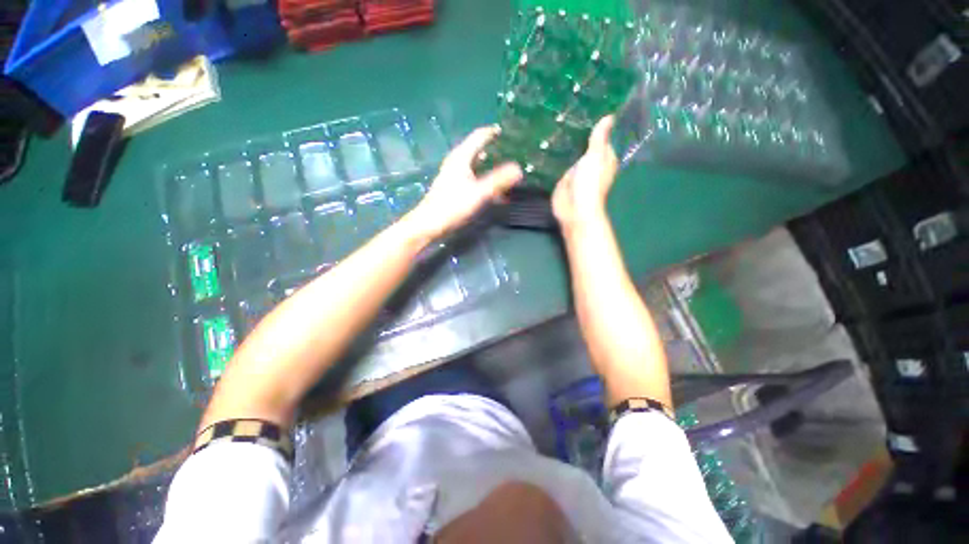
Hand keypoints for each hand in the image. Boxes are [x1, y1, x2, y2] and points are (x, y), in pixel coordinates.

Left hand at [406, 126, 522, 241]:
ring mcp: (454, 176)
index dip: (492, 132)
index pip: (478, 137)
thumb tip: (519, 169)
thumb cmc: (452, 206)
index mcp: (461, 157)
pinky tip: (493, 190)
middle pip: (477, 150)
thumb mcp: (479, 193)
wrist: (430, 224)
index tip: (505, 131)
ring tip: (505, 169)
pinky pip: (473, 178)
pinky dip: (484, 179)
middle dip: (492, 148)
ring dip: (489, 166)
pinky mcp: (454, 188)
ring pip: (475, 165)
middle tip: (509, 150)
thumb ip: (498, 181)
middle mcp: (457, 163)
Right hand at [551, 116, 618, 231]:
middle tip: (567, 110)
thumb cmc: (589, 183)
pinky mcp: (563, 179)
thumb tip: (610, 116)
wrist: (573, 208)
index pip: (602, 137)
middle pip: (585, 145)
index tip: (588, 106)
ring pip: (572, 154)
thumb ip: (599, 138)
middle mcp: (591, 164)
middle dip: (579, 133)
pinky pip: (560, 164)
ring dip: (566, 143)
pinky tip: (548, 143)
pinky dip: (556, 156)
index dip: (597, 125)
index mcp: (604, 158)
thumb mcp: (596, 156)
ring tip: (555, 121)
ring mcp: (576, 172)